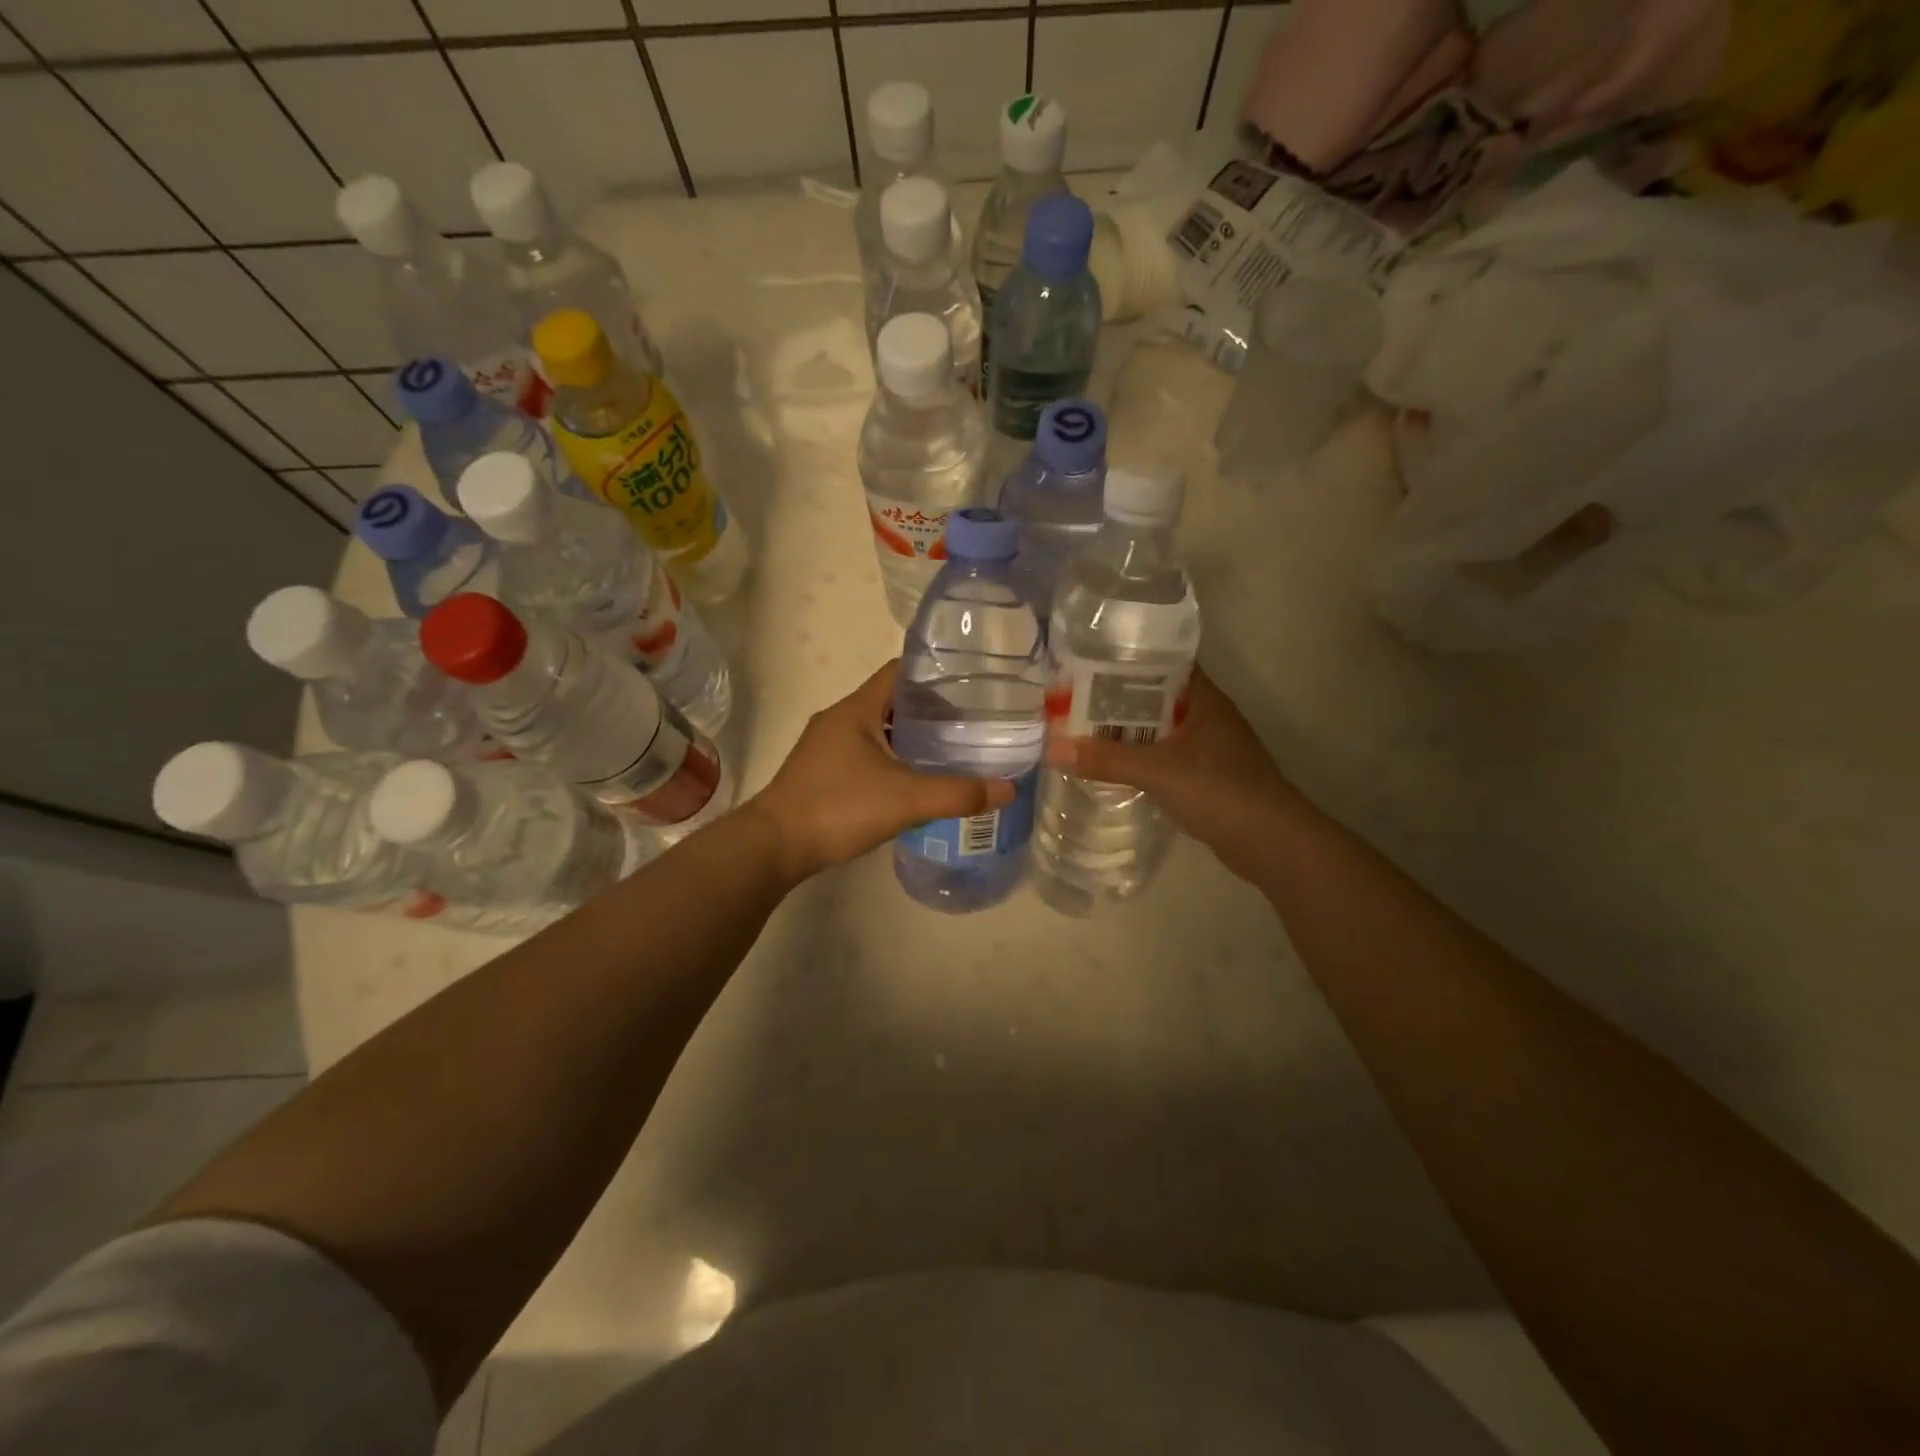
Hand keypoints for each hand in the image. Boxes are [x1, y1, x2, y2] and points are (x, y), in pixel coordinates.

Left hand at [748, 661, 1015, 884]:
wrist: (774, 846)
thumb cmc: (837, 808)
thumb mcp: (905, 800)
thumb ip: (957, 794)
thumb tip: (1008, 788)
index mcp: (856, 709)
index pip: (899, 671)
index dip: (935, 673)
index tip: (970, 684)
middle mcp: (839, 719)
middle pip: (892, 700)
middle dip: (930, 709)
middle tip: (970, 723)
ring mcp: (826, 746)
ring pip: (878, 729)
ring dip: (910, 736)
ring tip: (949, 750)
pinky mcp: (821, 772)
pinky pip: (865, 753)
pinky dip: (892, 758)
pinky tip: (913, 780)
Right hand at [1044, 668, 1311, 885]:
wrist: (1270, 841)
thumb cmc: (1219, 791)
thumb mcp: (1157, 771)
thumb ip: (1106, 760)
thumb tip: (1052, 749)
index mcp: (1202, 697)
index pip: (1161, 660)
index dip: (1125, 657)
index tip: (1086, 659)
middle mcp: (1206, 713)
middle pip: (1154, 694)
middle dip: (1115, 696)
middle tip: (1071, 696)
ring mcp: (1207, 744)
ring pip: (1158, 726)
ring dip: (1125, 728)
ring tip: (1082, 726)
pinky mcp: (1205, 773)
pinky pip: (1163, 753)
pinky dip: (1139, 754)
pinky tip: (1112, 762)